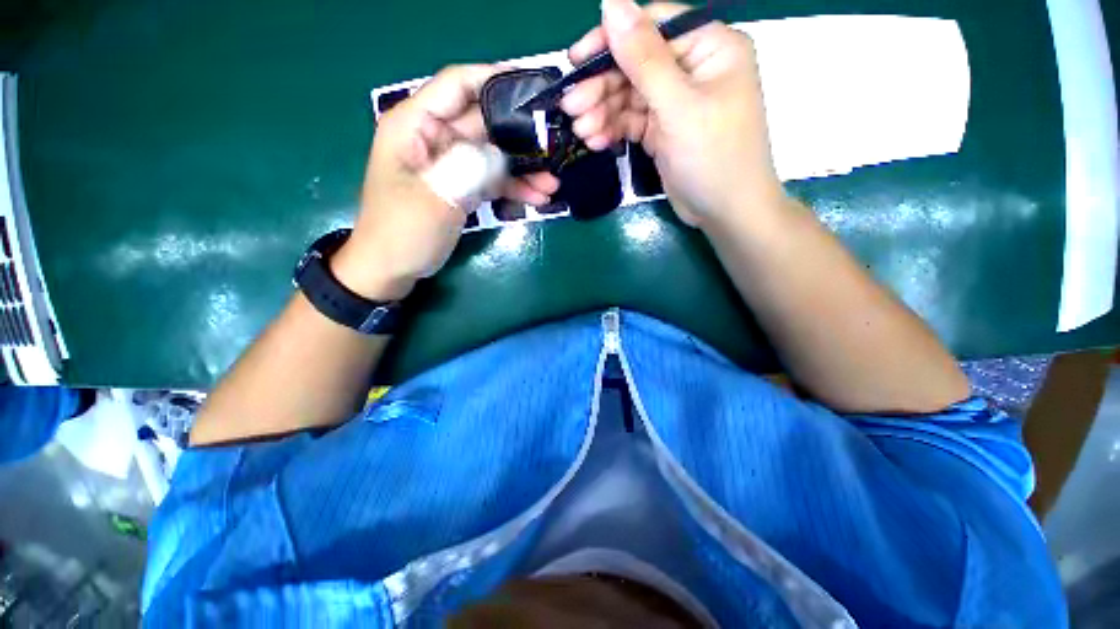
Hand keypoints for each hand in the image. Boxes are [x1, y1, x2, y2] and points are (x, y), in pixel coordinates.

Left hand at [332, 65, 560, 299]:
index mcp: (415, 125)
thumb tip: (501, 154)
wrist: (392, 268)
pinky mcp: (461, 186)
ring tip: (552, 184)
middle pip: (483, 122)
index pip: (457, 85)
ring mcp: (450, 164)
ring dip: (522, 169)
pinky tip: (537, 198)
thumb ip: (467, 169)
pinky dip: (513, 188)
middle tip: (555, 143)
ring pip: (493, 155)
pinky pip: (491, 179)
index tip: (532, 87)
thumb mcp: (434, 198)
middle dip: (520, 135)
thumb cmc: (402, 232)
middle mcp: (434, 137)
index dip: (494, 79)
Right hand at [561, 0, 783, 227]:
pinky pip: (632, 121)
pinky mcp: (663, 131)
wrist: (725, 212)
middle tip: (571, 109)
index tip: (575, 61)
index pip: (652, 27)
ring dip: (602, 112)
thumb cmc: (713, 156)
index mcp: (708, 47)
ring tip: (581, 131)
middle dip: (601, 87)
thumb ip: (644, 58)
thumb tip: (611, 3)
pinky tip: (596, 142)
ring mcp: (675, 102)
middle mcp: (691, 69)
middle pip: (635, 65)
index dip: (611, 40)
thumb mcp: (679, 106)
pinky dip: (613, 130)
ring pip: (630, 96)